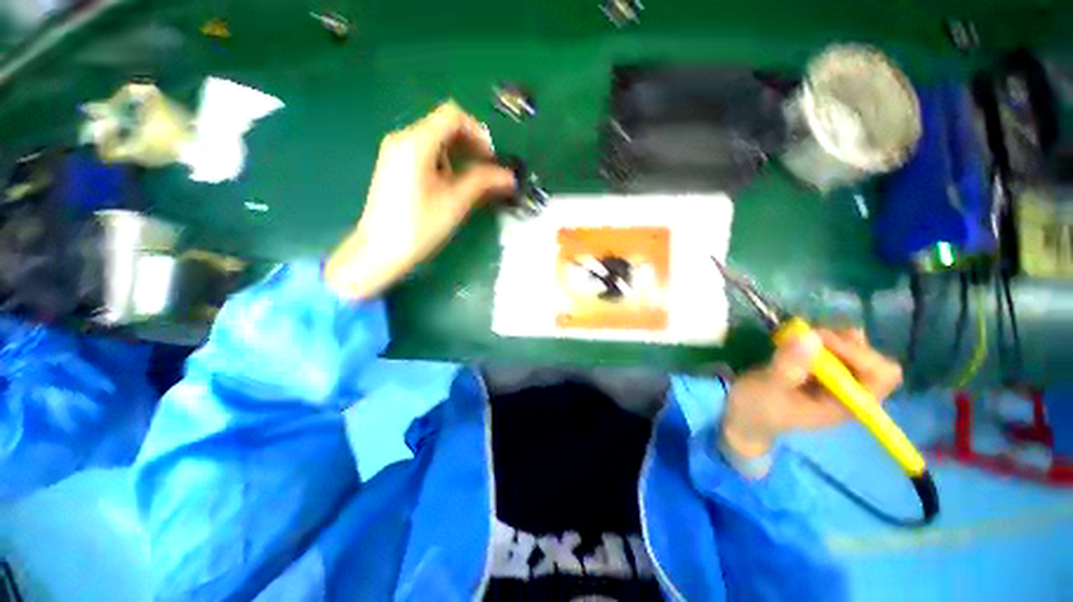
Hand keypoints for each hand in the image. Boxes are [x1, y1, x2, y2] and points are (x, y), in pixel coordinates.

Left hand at [326, 102, 515, 299]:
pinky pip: (424, 152)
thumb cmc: (419, 227)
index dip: (478, 132)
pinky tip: (449, 185)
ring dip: (458, 155)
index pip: (453, 115)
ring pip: (435, 139)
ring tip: (467, 184)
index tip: (490, 159)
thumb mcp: (455, 203)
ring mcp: (395, 151)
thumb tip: (510, 176)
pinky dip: (443, 162)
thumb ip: (483, 182)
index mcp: (416, 142)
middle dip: (470, 145)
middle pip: (443, 125)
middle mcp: (402, 138)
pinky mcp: (393, 165)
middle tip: (486, 172)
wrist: (379, 250)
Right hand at [721, 327, 902, 459]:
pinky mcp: (822, 372)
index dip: (858, 353)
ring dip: (830, 338)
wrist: (744, 417)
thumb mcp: (767, 388)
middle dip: (843, 342)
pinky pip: (835, 348)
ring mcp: (837, 381)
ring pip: (855, 349)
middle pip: (873, 359)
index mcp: (847, 404)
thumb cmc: (757, 409)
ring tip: (799, 336)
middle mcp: (850, 392)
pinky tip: (795, 339)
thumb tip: (812, 336)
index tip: (821, 341)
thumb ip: (788, 366)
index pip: (881, 375)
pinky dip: (819, 338)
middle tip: (808, 335)